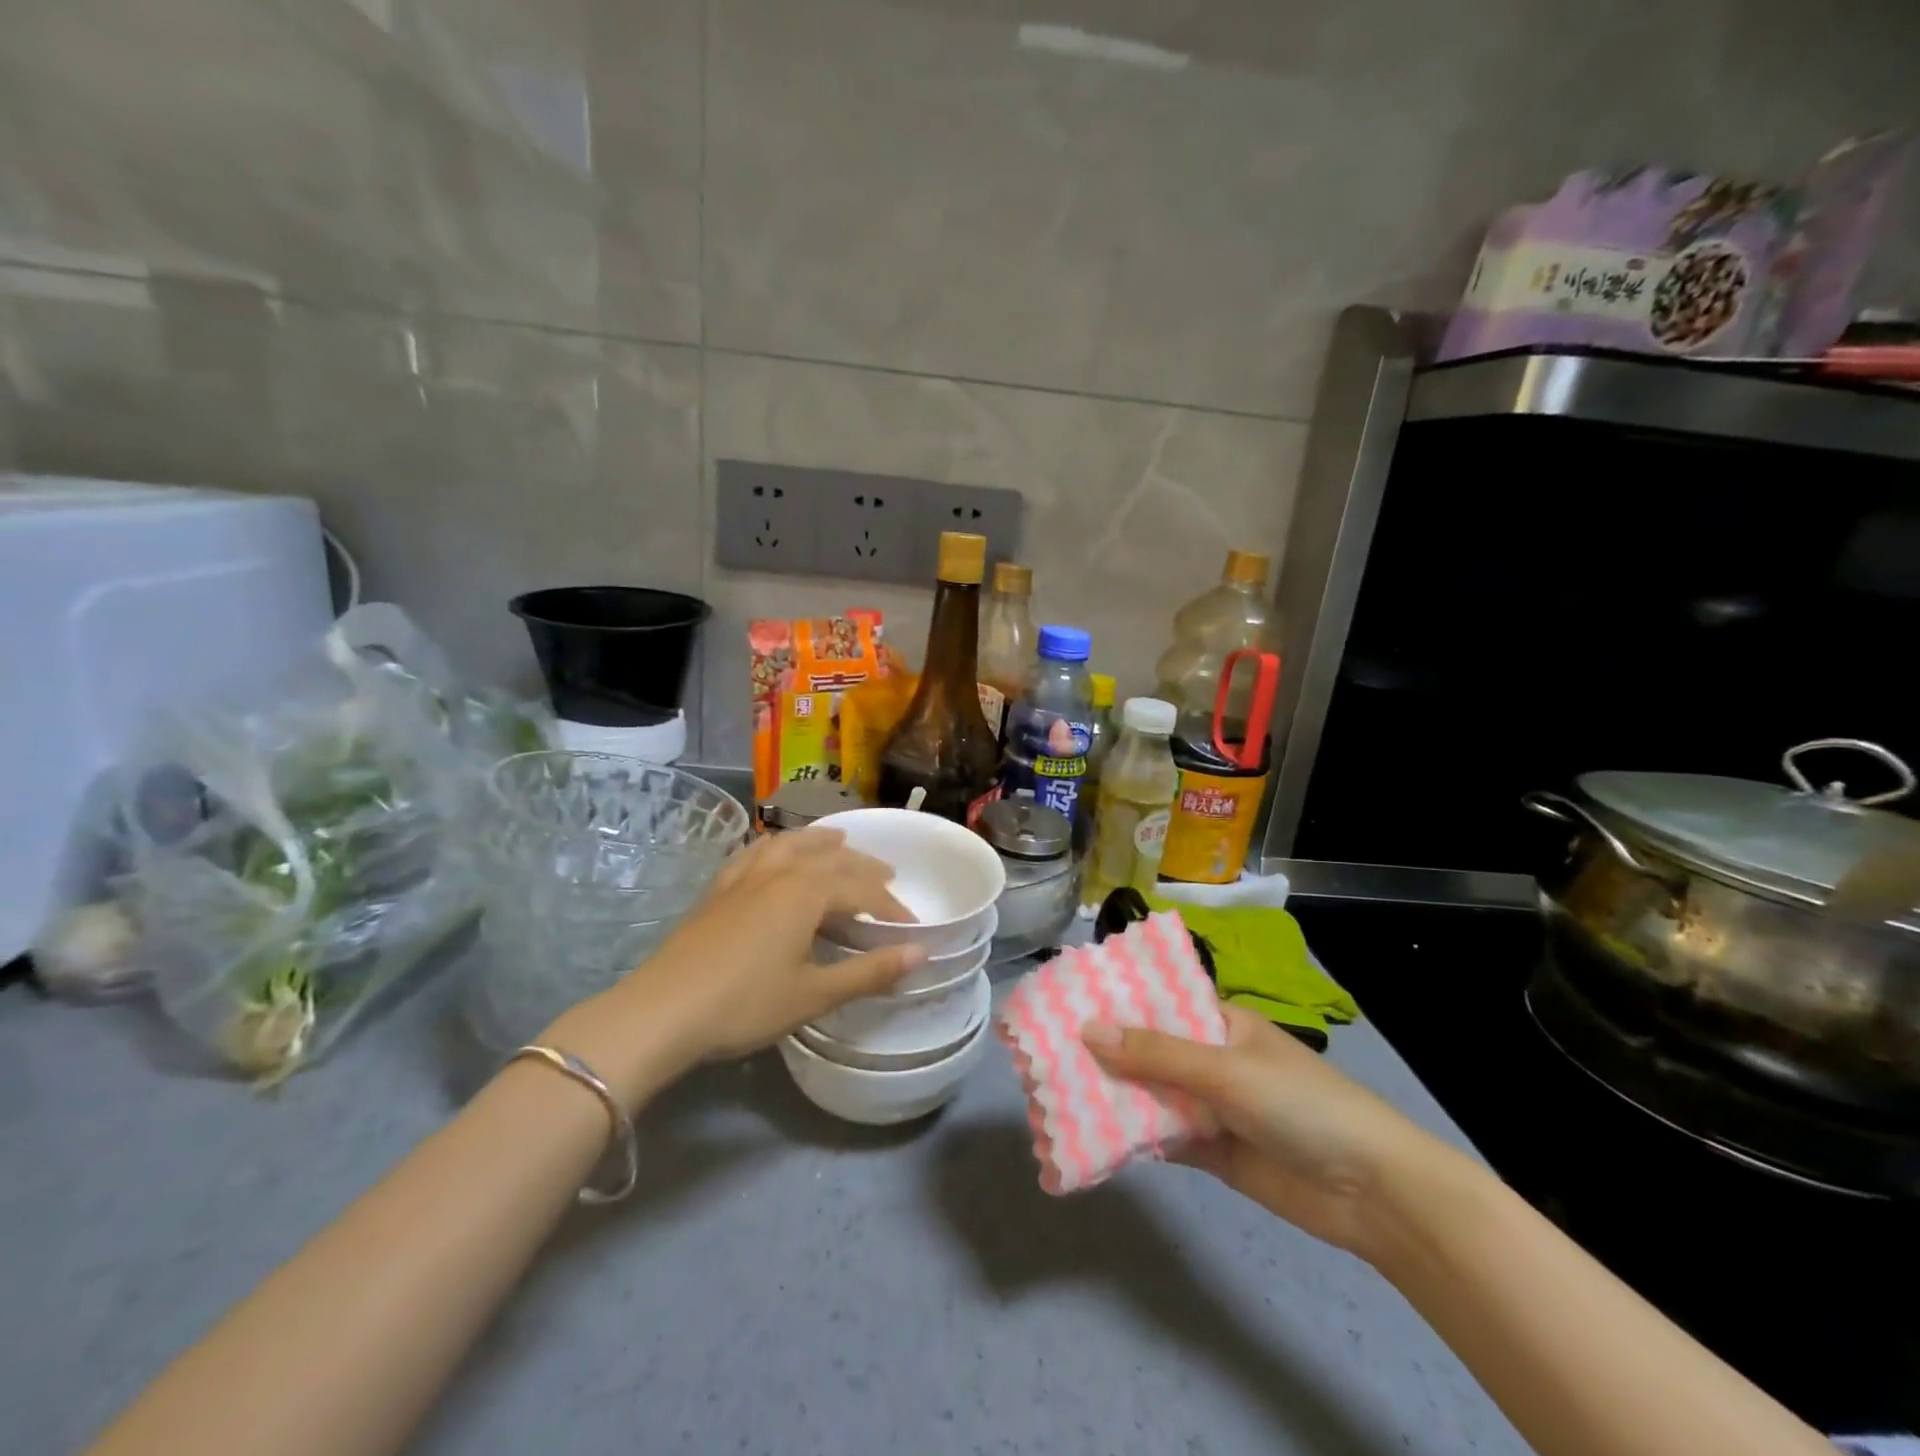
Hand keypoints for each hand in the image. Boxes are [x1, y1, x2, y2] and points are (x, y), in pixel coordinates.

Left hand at [544, 830, 923, 1104]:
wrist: (660, 1012)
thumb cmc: (744, 1005)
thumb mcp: (814, 994)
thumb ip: (870, 972)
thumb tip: (922, 952)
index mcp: (807, 893)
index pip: (862, 891)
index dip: (890, 907)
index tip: (911, 927)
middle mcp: (779, 873)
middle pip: (831, 859)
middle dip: (864, 867)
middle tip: (888, 876)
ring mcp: (744, 877)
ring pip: (791, 845)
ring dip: (821, 842)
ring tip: (839, 841)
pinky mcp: (718, 889)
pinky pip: (755, 852)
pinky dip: (777, 845)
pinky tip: (775, 850)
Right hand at [1082, 1005, 1438, 1257]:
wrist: (1372, 1194)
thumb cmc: (1301, 1105)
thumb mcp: (1226, 1070)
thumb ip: (1156, 1054)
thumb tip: (1087, 1030)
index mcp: (1220, 1023)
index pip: (1157, 1003)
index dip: (1114, 1002)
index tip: (1063, 1002)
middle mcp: (1211, 1059)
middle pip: (1147, 1051)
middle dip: (1103, 1053)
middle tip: (1043, 1053)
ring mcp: (1210, 1107)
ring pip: (1150, 1094)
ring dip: (1111, 1095)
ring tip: (1053, 1093)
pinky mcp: (1211, 1152)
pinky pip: (1162, 1136)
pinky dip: (1131, 1136)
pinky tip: (1090, 1135)